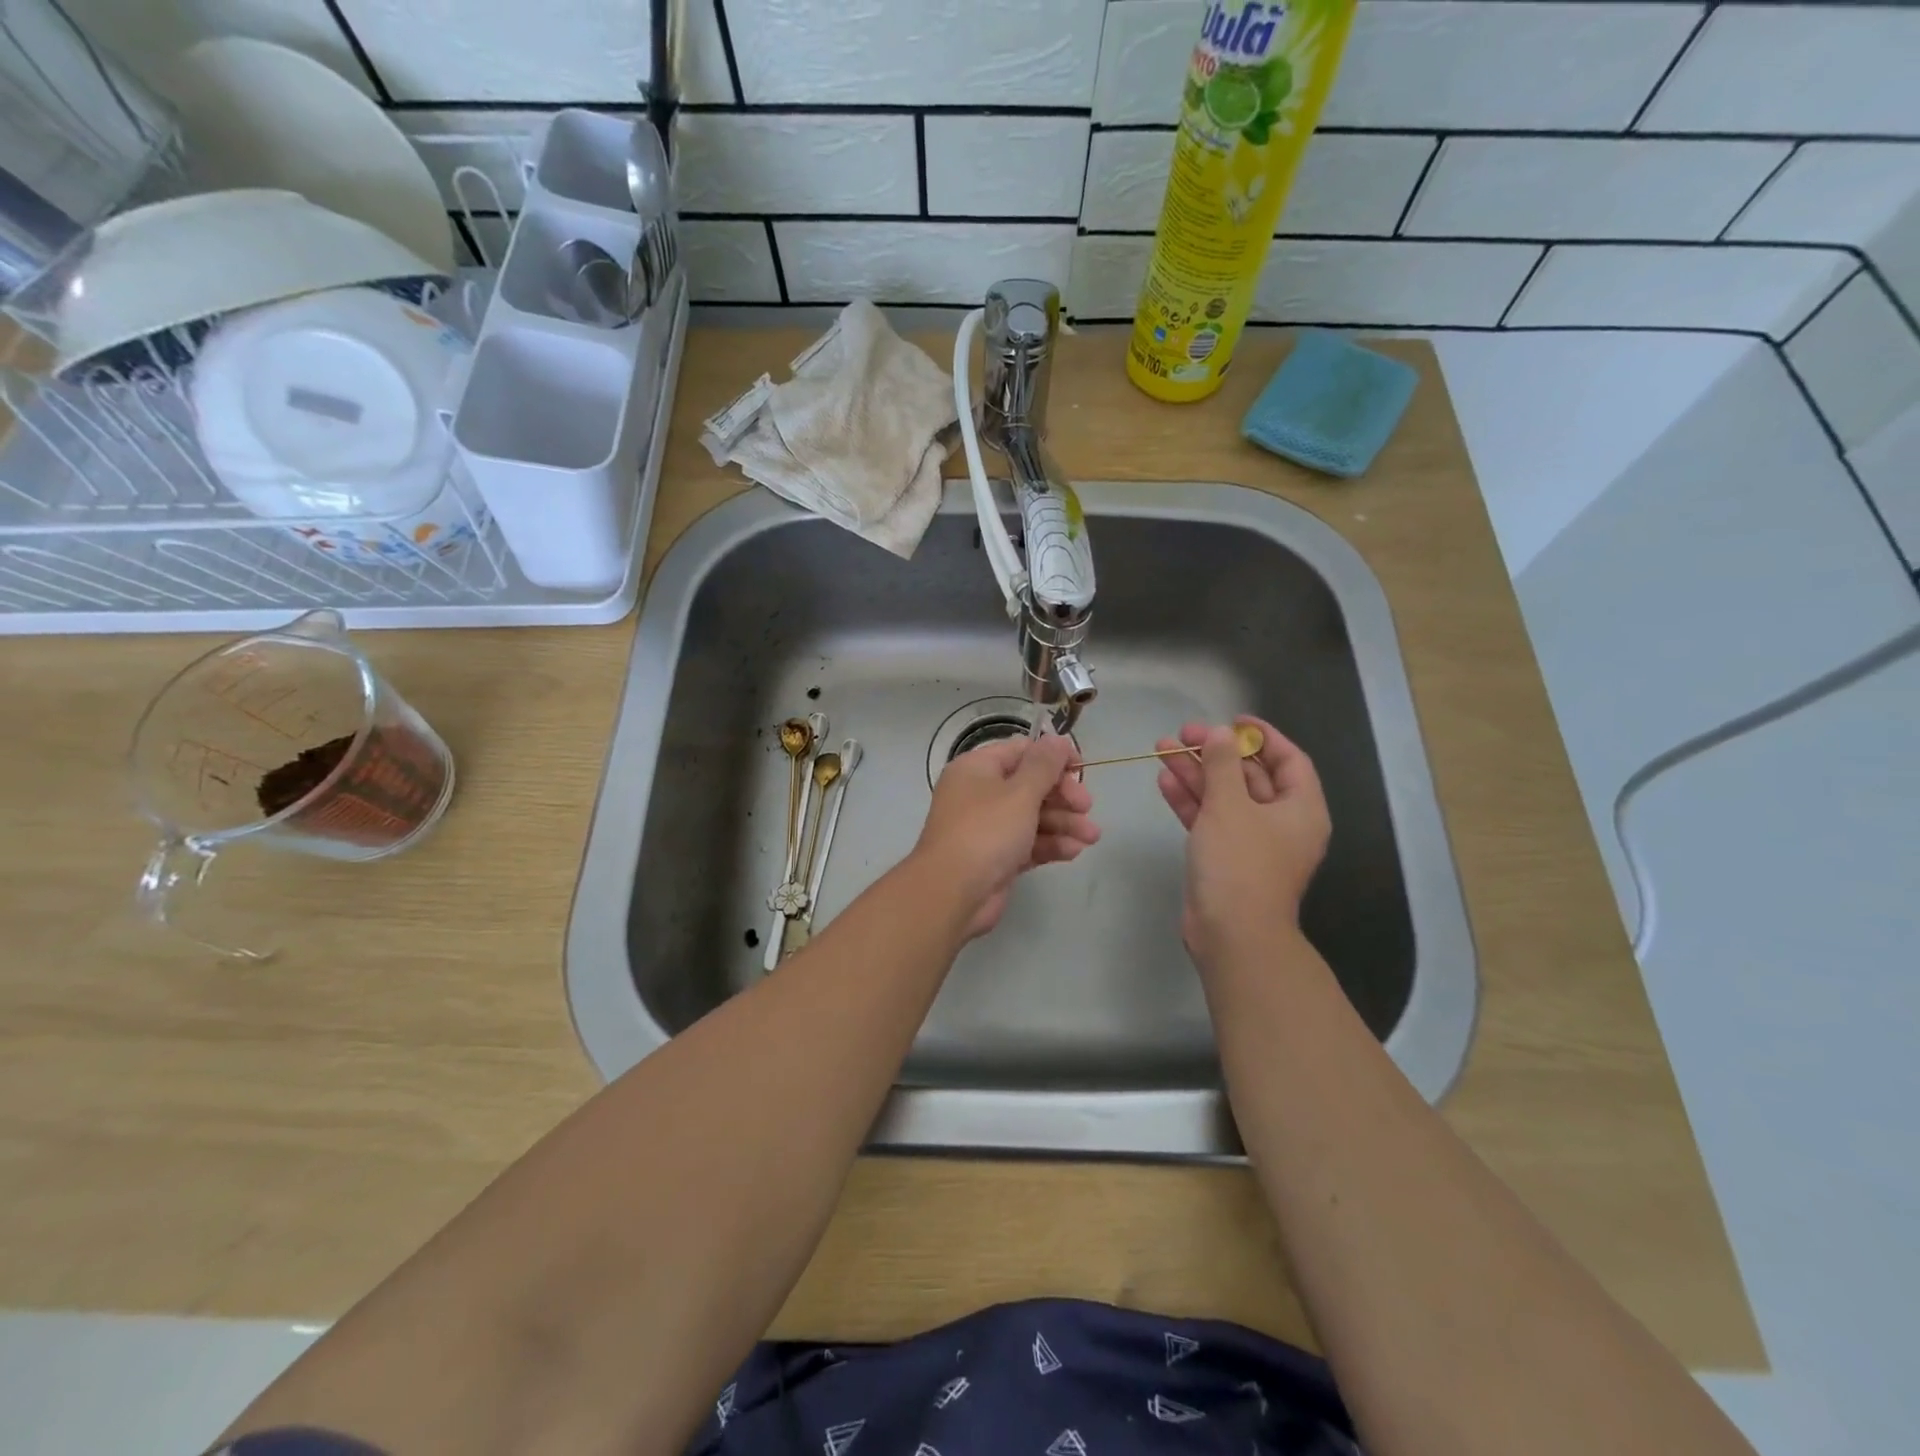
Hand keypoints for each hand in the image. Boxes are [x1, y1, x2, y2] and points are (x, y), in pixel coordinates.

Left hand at [916, 733, 1098, 938]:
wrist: (952, 893)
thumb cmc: (986, 832)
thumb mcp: (1020, 793)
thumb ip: (1044, 765)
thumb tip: (1058, 739)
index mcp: (977, 769)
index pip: (1020, 752)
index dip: (1053, 757)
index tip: (1081, 769)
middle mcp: (980, 794)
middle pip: (1030, 786)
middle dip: (1062, 796)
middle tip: (1087, 808)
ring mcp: (987, 828)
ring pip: (1032, 817)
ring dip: (1063, 823)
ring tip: (1091, 837)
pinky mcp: (997, 858)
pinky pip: (1028, 844)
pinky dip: (1050, 845)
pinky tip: (1073, 851)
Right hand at [1155, 716, 1330, 965]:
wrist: (1231, 933)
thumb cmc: (1240, 863)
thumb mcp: (1230, 806)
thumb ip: (1223, 764)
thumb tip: (1220, 734)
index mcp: (1300, 809)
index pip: (1288, 759)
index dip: (1262, 736)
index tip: (1232, 720)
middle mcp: (1280, 823)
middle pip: (1249, 776)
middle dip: (1215, 753)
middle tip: (1182, 734)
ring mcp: (1251, 842)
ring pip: (1223, 797)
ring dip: (1196, 773)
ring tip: (1162, 750)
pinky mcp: (1224, 858)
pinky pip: (1209, 820)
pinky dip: (1189, 801)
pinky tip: (1164, 781)